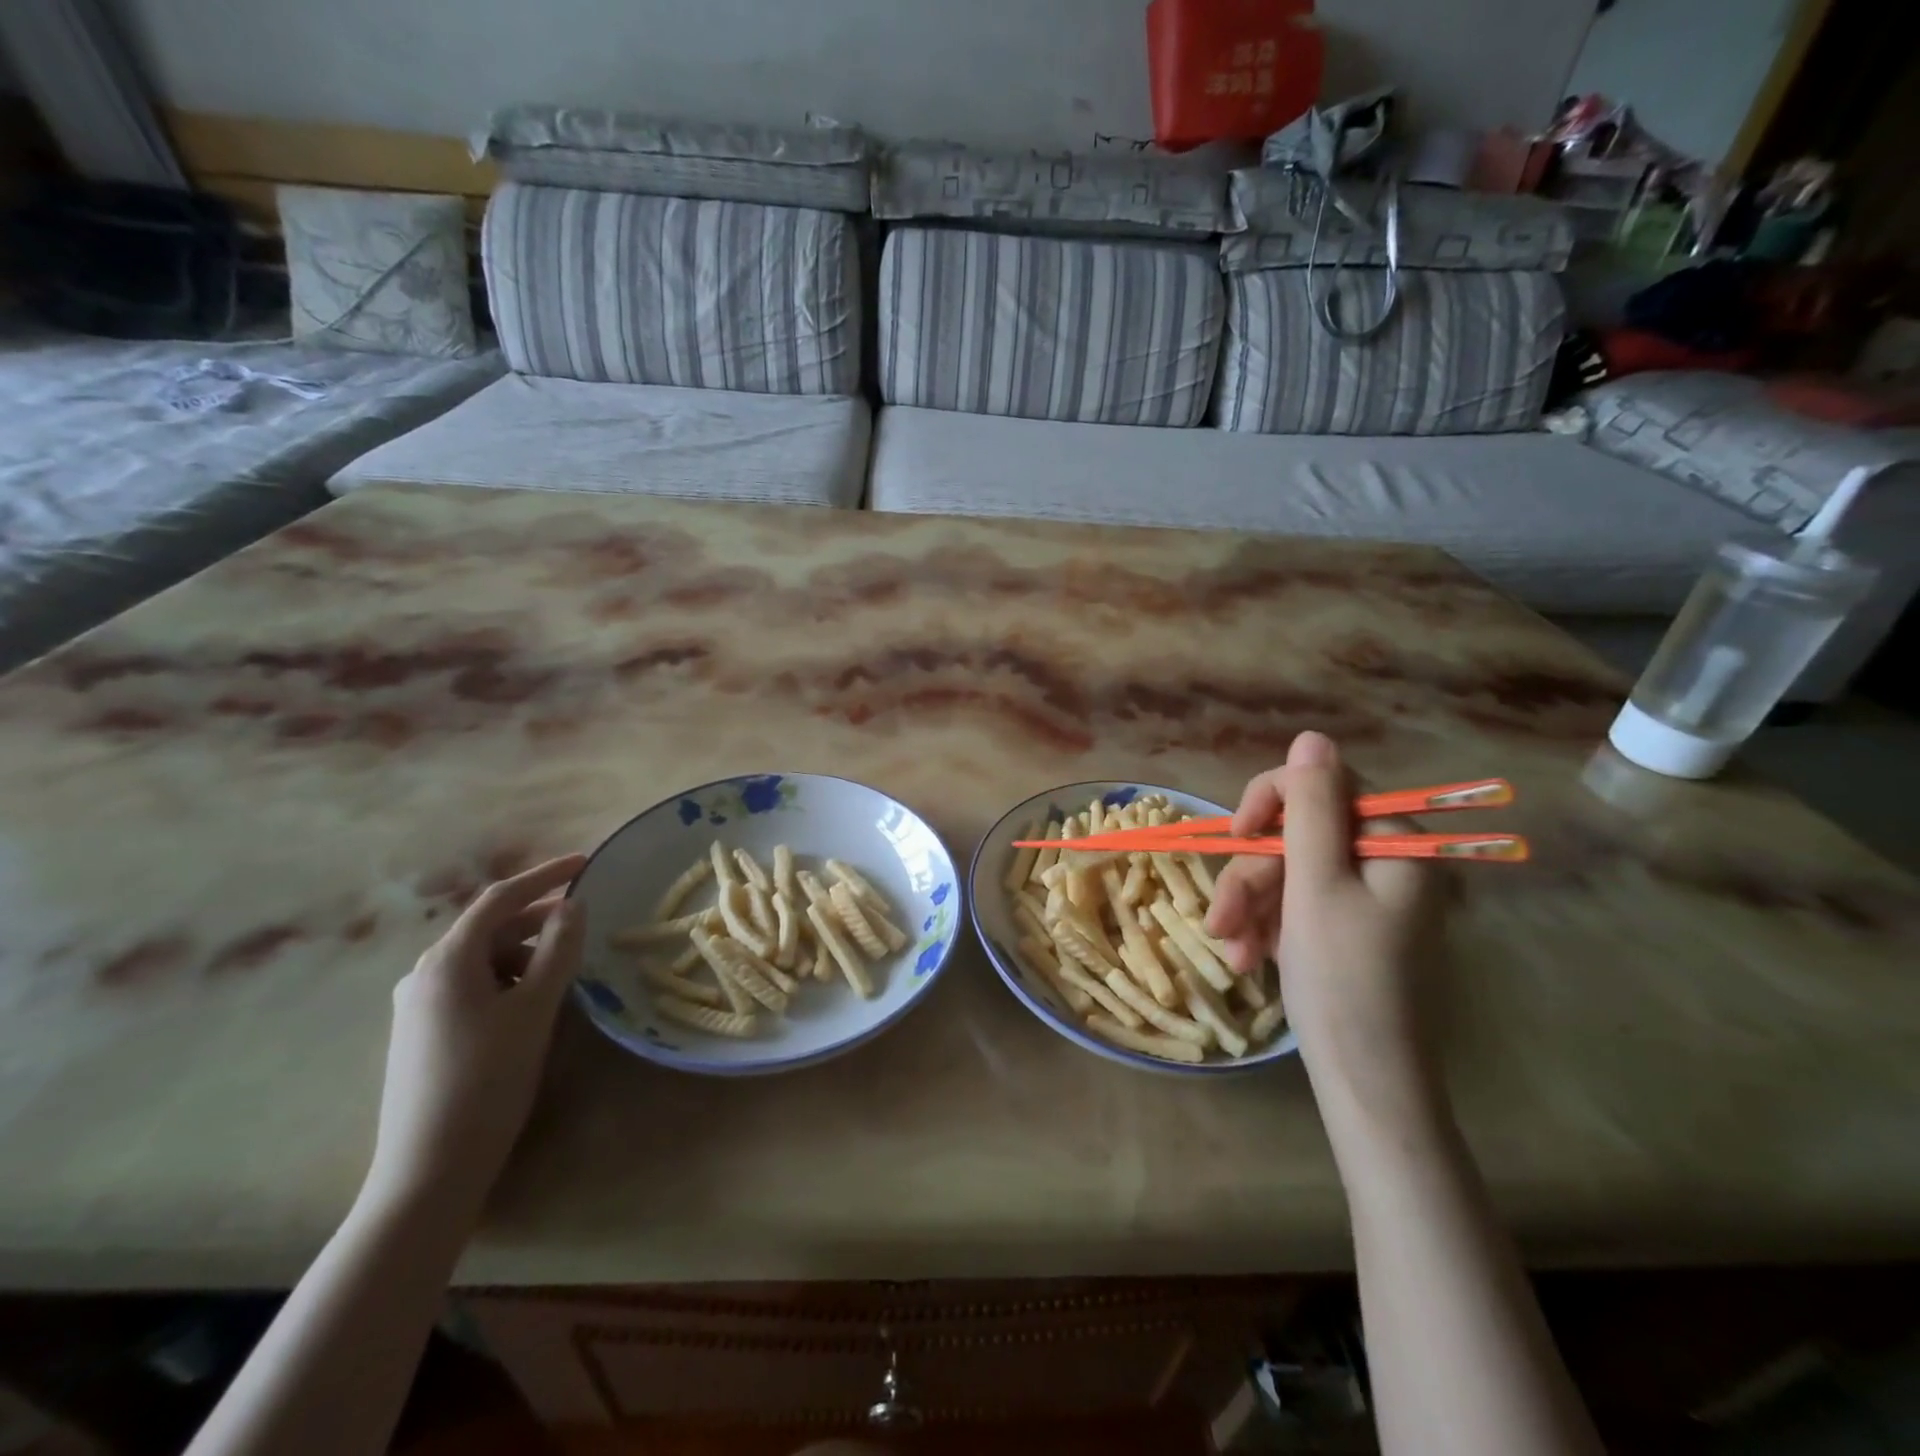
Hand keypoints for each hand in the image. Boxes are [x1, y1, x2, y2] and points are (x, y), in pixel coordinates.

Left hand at [363, 855, 587, 1221]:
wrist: (429, 1169)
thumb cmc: (488, 1078)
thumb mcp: (535, 1008)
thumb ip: (559, 949)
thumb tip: (573, 906)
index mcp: (447, 960)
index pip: (501, 898)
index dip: (545, 876)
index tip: (585, 863)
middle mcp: (424, 974)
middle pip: (490, 929)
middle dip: (539, 923)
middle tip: (584, 930)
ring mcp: (417, 1006)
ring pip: (483, 961)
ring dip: (526, 957)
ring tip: (562, 981)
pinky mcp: (421, 1034)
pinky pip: (472, 988)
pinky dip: (507, 983)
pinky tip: (530, 1009)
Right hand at [1206, 733, 1443, 1126]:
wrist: (1365, 1082)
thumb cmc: (1342, 980)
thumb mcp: (1317, 885)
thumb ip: (1311, 808)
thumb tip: (1312, 737)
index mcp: (1395, 844)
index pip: (1324, 786)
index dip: (1272, 802)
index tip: (1237, 835)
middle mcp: (1385, 862)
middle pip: (1298, 836)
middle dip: (1252, 877)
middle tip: (1221, 920)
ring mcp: (1365, 897)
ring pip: (1288, 872)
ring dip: (1250, 907)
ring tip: (1232, 950)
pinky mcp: (1345, 926)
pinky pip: (1294, 904)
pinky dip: (1265, 925)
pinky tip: (1247, 956)